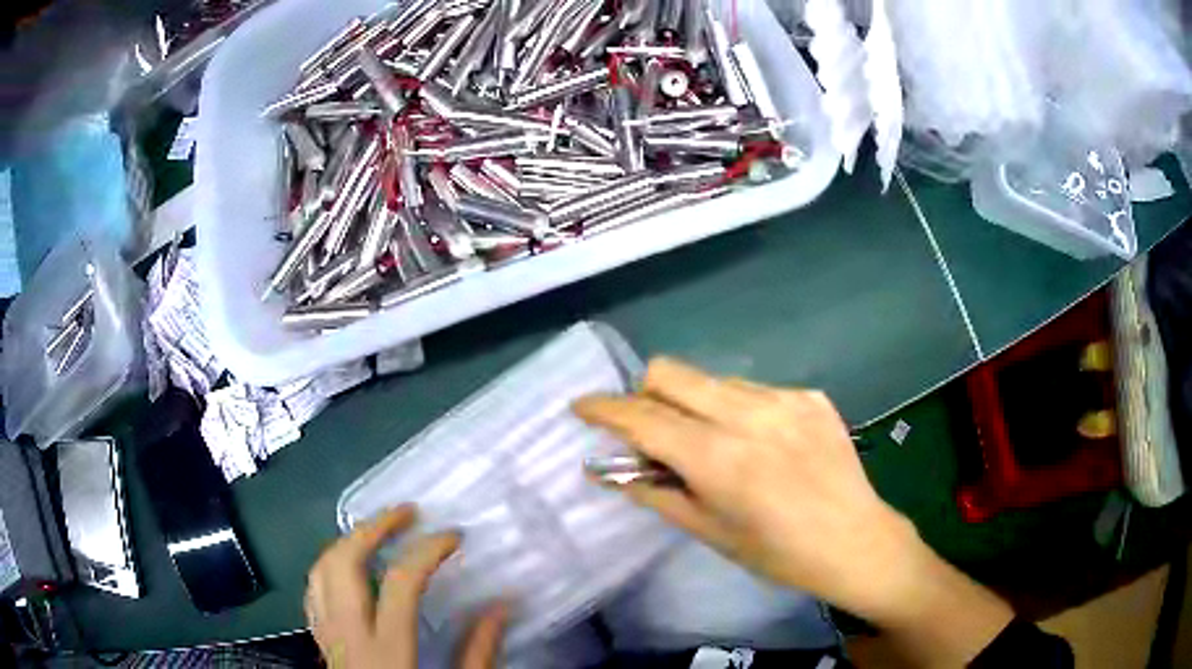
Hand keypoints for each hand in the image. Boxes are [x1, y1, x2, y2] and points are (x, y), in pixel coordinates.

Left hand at [305, 505, 506, 668]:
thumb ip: (479, 652)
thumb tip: (502, 606)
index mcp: (386, 650)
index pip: (399, 584)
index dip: (426, 550)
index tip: (453, 535)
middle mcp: (347, 636)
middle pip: (342, 564)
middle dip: (371, 529)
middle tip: (404, 513)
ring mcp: (327, 638)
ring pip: (318, 572)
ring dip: (346, 543)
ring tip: (377, 531)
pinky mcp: (321, 643)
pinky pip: (312, 592)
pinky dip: (329, 568)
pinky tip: (350, 568)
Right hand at [573, 358, 921, 618]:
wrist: (856, 540)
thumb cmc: (779, 553)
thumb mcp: (711, 533)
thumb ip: (657, 493)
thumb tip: (611, 470)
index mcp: (719, 459)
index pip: (643, 417)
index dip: (604, 408)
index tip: (581, 406)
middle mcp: (749, 415)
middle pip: (671, 372)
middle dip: (646, 394)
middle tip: (651, 430)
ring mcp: (785, 399)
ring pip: (712, 380)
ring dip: (695, 404)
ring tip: (714, 443)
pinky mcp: (810, 396)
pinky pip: (754, 390)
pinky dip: (737, 410)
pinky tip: (760, 444)